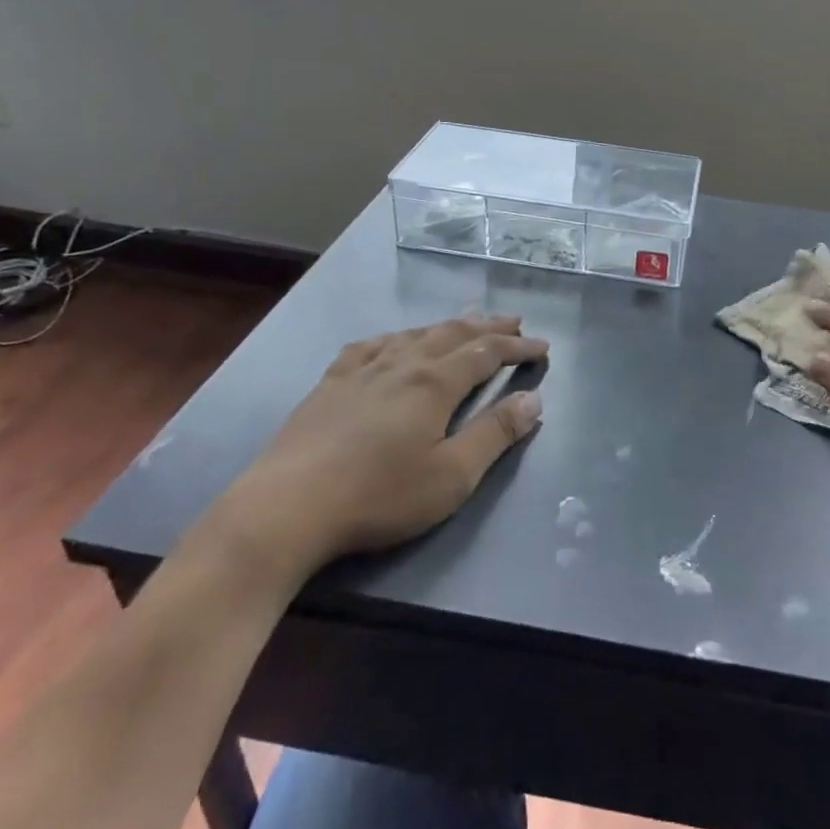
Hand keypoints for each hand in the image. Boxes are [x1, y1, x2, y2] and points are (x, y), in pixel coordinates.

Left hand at [209, 315, 546, 591]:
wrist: (287, 507)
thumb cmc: (379, 495)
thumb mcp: (452, 476)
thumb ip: (495, 434)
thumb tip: (534, 400)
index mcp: (435, 383)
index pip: (486, 352)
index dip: (517, 346)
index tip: (542, 346)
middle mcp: (402, 364)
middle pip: (453, 333)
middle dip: (488, 325)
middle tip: (514, 321)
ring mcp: (362, 370)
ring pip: (414, 334)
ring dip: (447, 326)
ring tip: (465, 322)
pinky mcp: (330, 384)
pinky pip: (370, 346)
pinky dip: (395, 337)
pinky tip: (393, 341)